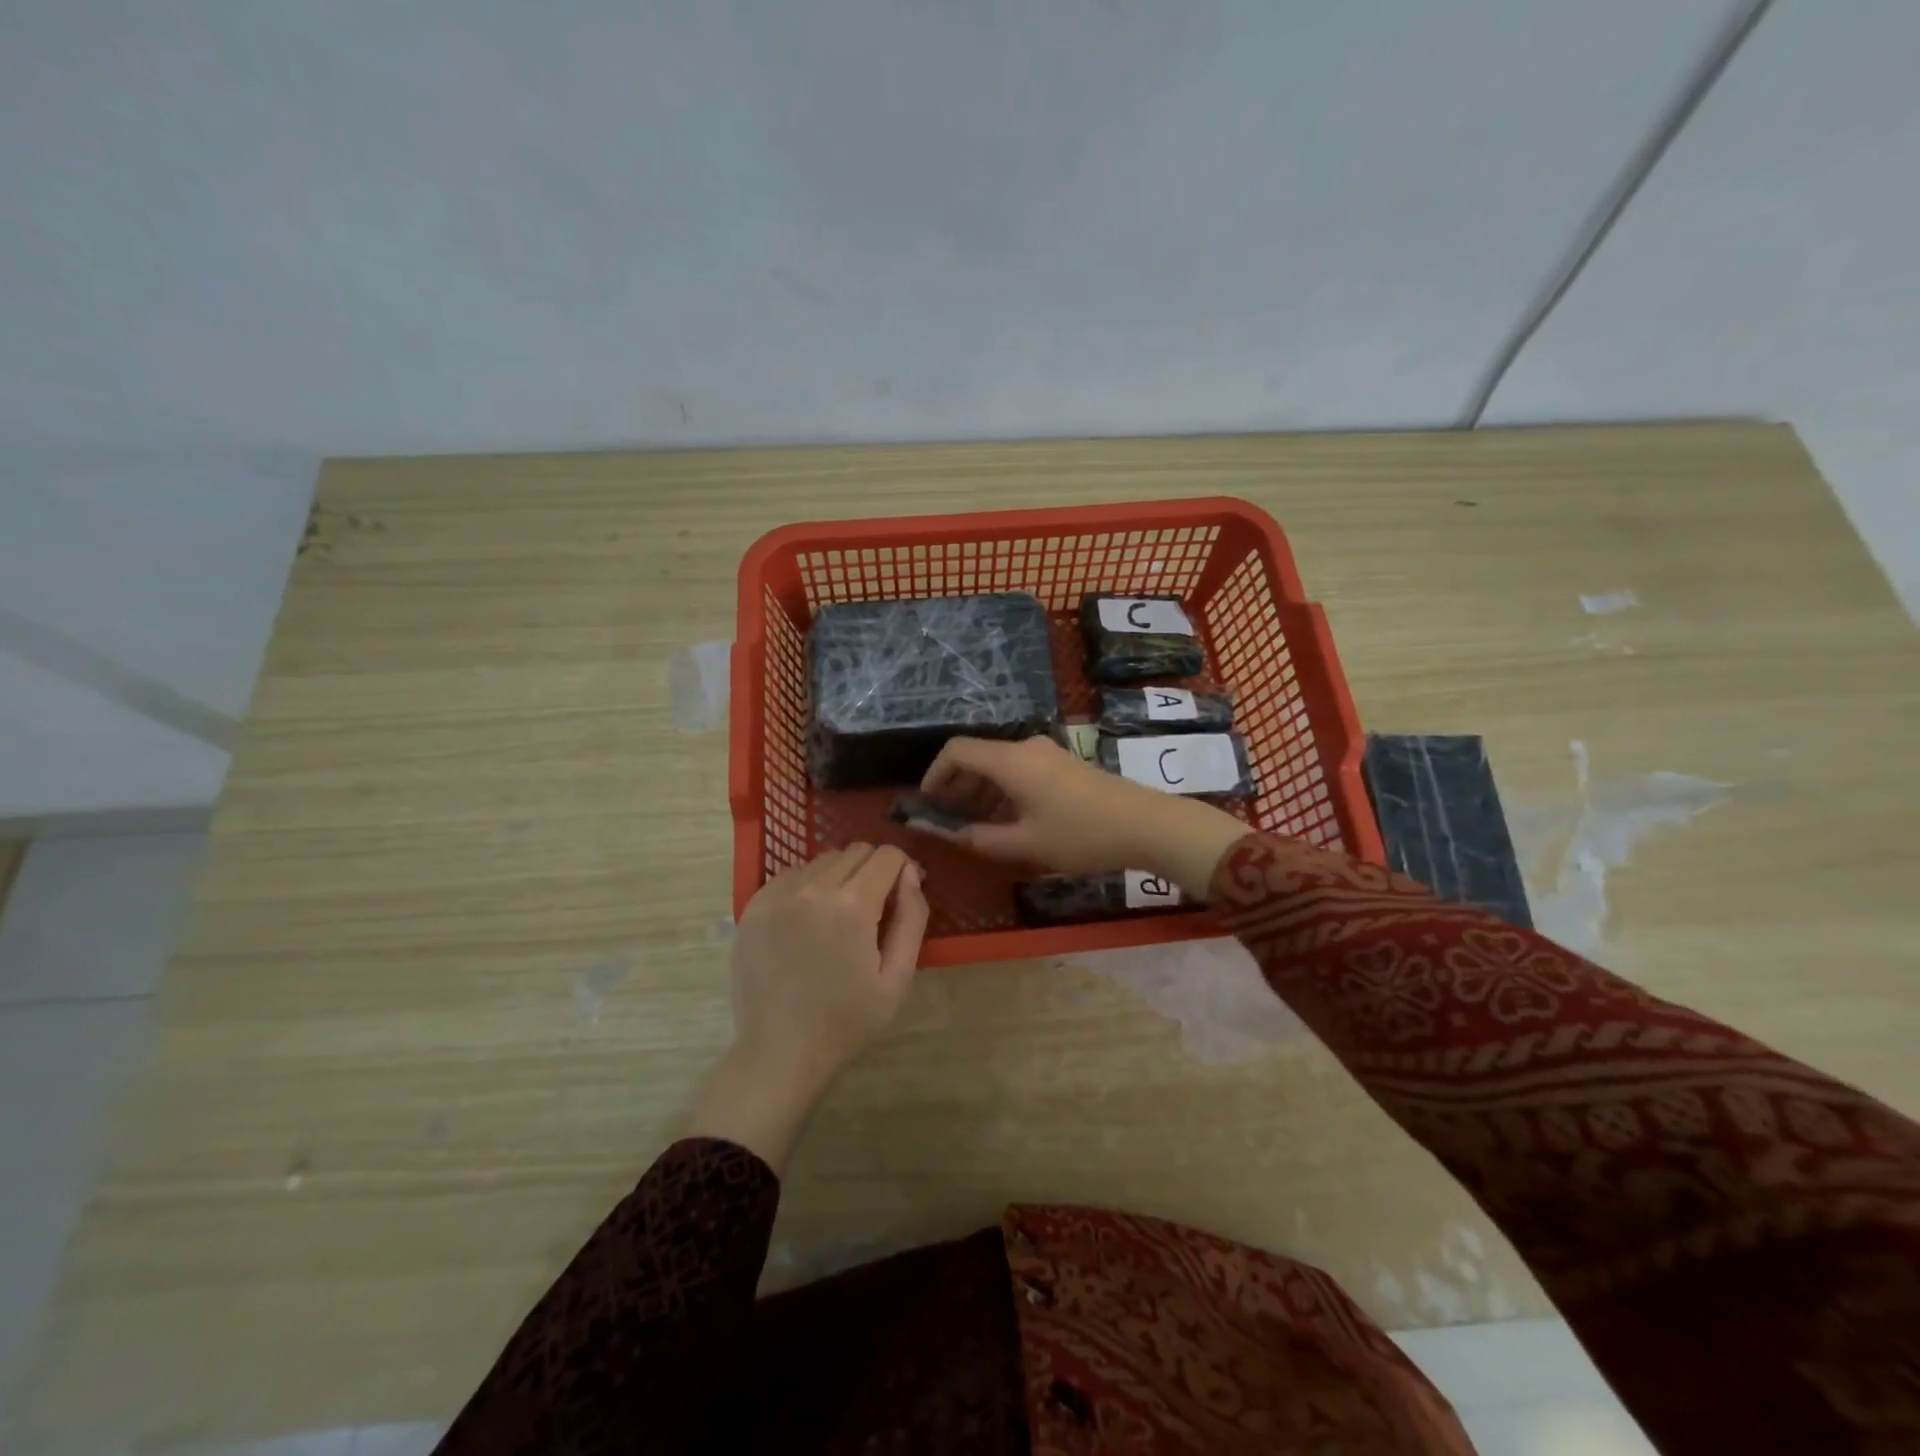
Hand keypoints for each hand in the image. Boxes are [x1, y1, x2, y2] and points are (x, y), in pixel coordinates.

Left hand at [687, 844, 927, 1173]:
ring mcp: (778, 894)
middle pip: (856, 851)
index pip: (887, 855)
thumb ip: (912, 919)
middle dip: (873, 871)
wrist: (779, 1053)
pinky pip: (792, 875)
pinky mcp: (754, 906)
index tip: (902, 896)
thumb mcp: (897, 979)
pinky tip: (808, 922)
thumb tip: (911, 874)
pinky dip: (808, 886)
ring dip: (840, 876)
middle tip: (874, 910)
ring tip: (838, 917)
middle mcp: (813, 888)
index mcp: (852, 906)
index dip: (903, 870)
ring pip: (823, 860)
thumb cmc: (847, 1022)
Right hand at [917, 735, 1248, 895]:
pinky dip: (1002, 790)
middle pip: (976, 756)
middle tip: (946, 819)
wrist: (1145, 824)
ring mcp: (1047, 753)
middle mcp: (1025, 748)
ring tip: (974, 825)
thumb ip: (981, 840)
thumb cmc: (1080, 834)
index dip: (934, 774)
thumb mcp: (1026, 844)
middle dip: (955, 785)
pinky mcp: (1062, 764)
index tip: (926, 803)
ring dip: (979, 790)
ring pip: (998, 764)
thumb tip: (950, 836)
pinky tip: (1007, 820)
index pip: (956, 751)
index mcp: (1010, 761)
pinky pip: (1019, 769)